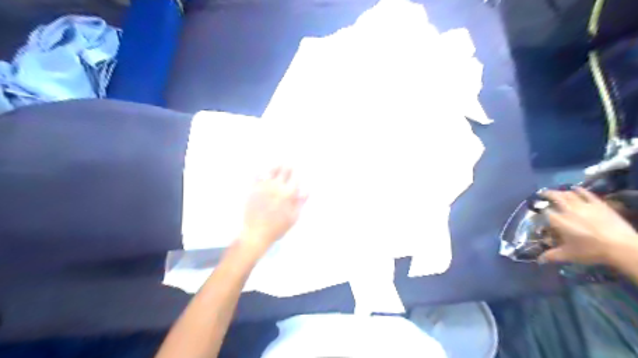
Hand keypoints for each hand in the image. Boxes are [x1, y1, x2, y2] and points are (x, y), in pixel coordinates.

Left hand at [241, 167, 307, 253]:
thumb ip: (301, 202)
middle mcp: (277, 186)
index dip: (297, 171)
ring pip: (271, 169)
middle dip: (288, 164)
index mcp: (289, 193)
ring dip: (276, 165)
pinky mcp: (253, 188)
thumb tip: (308, 190)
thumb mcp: (294, 217)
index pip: (295, 176)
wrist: (256, 233)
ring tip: (278, 162)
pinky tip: (262, 169)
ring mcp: (264, 186)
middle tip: (289, 161)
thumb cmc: (278, 227)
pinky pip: (257, 175)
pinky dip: (261, 171)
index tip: (298, 167)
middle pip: (284, 170)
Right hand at [537, 188, 637, 264]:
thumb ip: (551, 256)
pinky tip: (575, 188)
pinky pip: (586, 194)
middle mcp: (568, 210)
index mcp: (558, 221)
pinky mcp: (598, 204)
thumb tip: (539, 260)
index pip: (544, 211)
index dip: (539, 209)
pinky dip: (579, 190)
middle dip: (547, 194)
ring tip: (557, 192)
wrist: (622, 247)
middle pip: (554, 197)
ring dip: (561, 192)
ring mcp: (584, 206)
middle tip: (542, 194)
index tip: (537, 211)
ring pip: (569, 194)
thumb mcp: (568, 255)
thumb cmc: (591, 251)